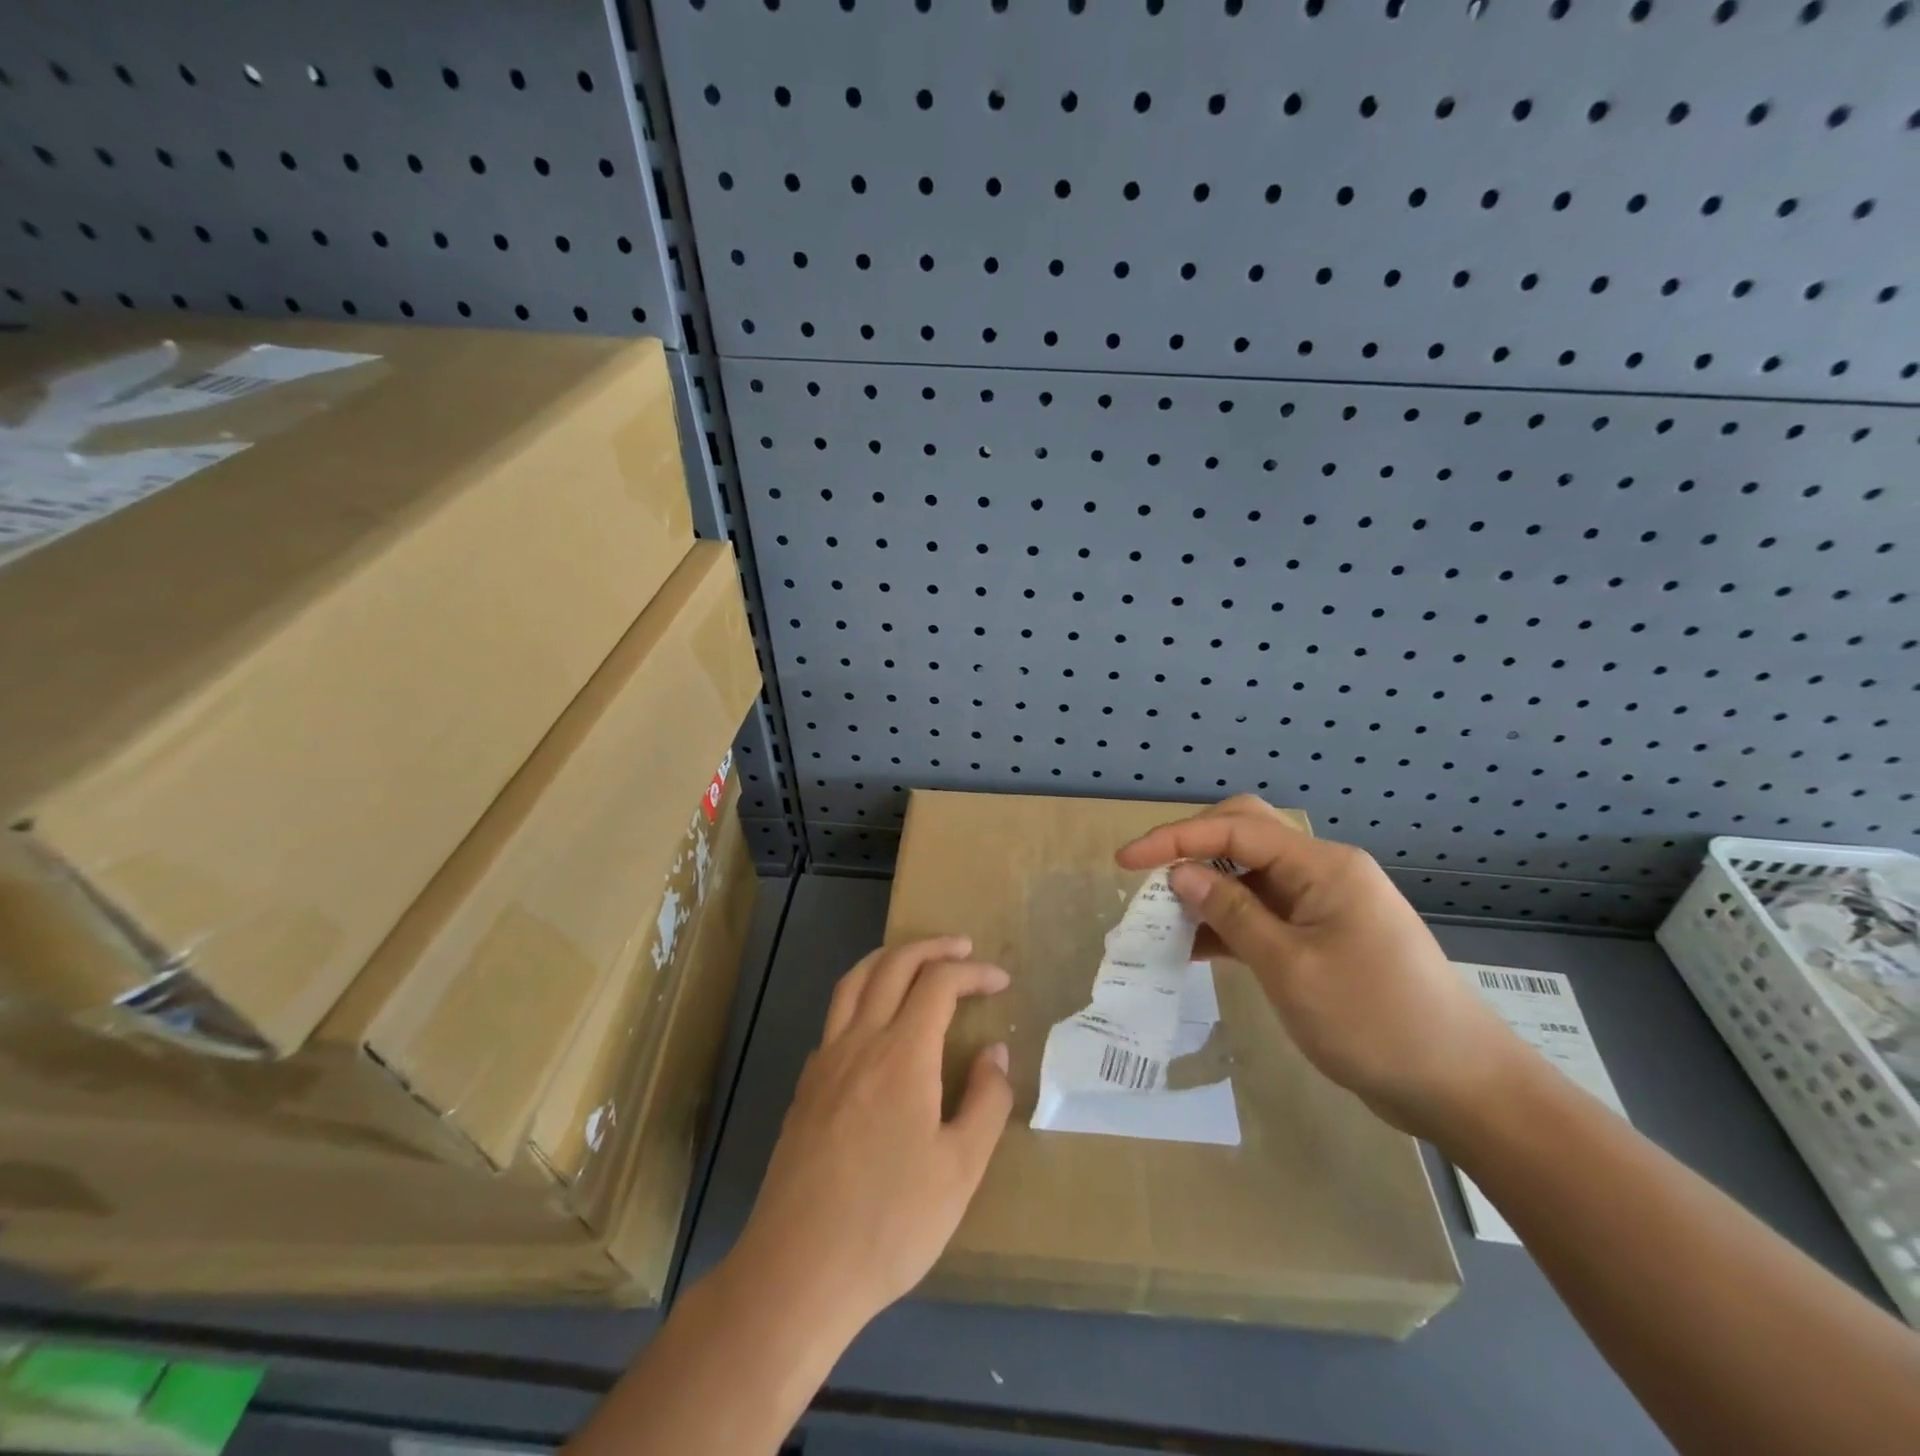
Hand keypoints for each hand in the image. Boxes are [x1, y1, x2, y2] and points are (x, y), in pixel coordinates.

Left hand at [729, 936, 1012, 1339]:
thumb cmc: (890, 1223)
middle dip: (931, 948)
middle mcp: (860, 1041)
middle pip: (892, 965)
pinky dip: (861, 995)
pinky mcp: (805, 1087)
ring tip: (915, 961)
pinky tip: (875, 1024)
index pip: (939, 984)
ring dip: (888, 959)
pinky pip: (835, 1016)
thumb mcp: (960, 1170)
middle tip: (962, 948)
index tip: (1000, 981)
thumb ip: (986, 1101)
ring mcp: (825, 1061)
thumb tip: (995, 1052)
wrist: (798, 1270)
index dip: (973, 972)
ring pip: (854, 982)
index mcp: (902, 1054)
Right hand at [1117, 796, 1524, 1138]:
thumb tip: (1180, 874)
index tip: (1125, 862)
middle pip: (1245, 836)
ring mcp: (1324, 905)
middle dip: (1192, 849)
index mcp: (1322, 866)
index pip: (1236, 829)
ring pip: (1250, 876)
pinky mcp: (1322, 937)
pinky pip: (1264, 914)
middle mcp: (1322, 872)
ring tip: (1162, 917)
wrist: (1461, 1086)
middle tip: (1148, 878)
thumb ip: (1231, 913)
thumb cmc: (1374, 1021)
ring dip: (1206, 889)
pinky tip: (1196, 947)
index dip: (1175, 838)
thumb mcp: (1290, 968)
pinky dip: (1228, 923)